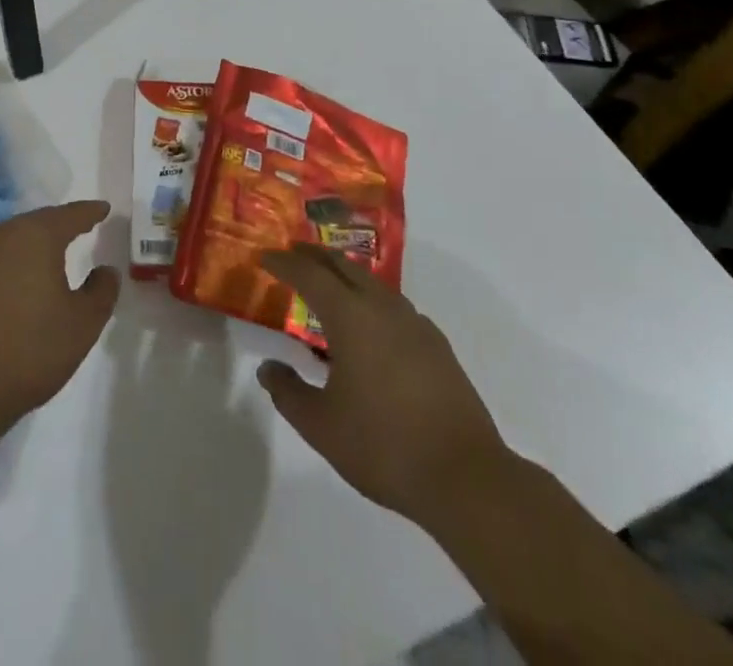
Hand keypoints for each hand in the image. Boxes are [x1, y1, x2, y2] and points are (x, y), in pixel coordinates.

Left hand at [0, 200, 119, 436]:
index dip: (90, 212)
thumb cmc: (30, 350)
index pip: (70, 215)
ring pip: (13, 239)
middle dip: (60, 224)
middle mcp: (3, 235)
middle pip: (38, 221)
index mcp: (36, 236)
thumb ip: (101, 291)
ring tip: (51, 254)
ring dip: (33, 243)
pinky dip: (11, 264)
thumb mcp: (83, 324)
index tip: (103, 209)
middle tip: (79, 227)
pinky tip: (17, 282)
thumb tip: (105, 270)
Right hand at [257, 244, 513, 531]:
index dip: (284, 263)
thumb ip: (288, 392)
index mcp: (350, 317)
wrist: (467, 478)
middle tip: (293, 254)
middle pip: (343, 266)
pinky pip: (394, 306)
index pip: (309, 274)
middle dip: (315, 256)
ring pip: (372, 283)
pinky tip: (370, 325)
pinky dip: (371, 300)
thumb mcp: (321, 426)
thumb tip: (268, 368)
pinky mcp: (437, 346)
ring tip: (328, 286)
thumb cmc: (384, 446)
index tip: (264, 257)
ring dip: (345, 275)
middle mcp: (382, 308)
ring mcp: (415, 324)